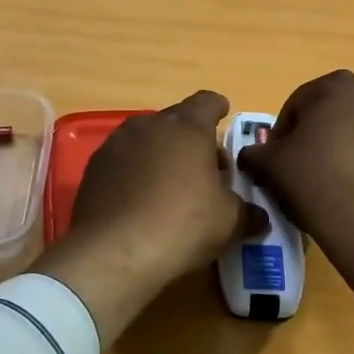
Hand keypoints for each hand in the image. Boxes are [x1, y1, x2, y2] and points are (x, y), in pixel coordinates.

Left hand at [33, 90, 259, 342]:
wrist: (114, 252)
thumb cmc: (183, 224)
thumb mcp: (229, 221)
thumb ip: (247, 212)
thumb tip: (260, 218)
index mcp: (187, 127)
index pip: (207, 102)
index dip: (218, 108)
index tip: (224, 115)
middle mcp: (149, 125)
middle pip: (176, 121)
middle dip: (191, 139)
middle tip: (206, 167)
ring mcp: (116, 144)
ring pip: (146, 140)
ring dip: (161, 154)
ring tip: (172, 185)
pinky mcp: (93, 169)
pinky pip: (123, 162)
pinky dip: (135, 172)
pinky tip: (141, 200)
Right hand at [236, 70, 353, 292]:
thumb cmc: (315, 180)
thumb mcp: (270, 165)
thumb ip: (255, 153)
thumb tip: (252, 155)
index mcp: (338, 85)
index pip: (296, 105)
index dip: (280, 134)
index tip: (274, 161)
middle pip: (331, 115)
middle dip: (314, 138)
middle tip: (299, 170)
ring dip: (342, 150)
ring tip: (328, 184)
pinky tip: (353, 194)